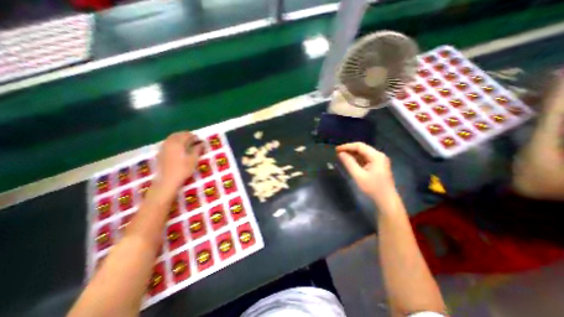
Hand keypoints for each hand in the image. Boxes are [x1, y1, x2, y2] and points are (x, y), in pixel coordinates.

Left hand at [156, 131, 202, 188]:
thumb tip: (202, 143)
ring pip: (172, 138)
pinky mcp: (160, 153)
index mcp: (178, 143)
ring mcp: (163, 148)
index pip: (186, 135)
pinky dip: (174, 143)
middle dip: (186, 136)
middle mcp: (169, 143)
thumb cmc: (183, 169)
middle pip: (178, 134)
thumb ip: (197, 149)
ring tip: (187, 144)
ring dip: (179, 139)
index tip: (200, 140)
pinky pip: (168, 143)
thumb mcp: (193, 159)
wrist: (167, 180)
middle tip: (194, 140)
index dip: (194, 136)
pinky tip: (179, 149)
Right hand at [333, 142, 395, 204]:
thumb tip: (340, 153)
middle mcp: (379, 156)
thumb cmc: (373, 188)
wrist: (386, 201)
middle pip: (362, 149)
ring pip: (363, 154)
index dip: (347, 146)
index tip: (336, 149)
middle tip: (337, 152)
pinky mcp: (377, 166)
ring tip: (341, 156)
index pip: (359, 146)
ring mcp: (379, 161)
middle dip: (349, 150)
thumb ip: (349, 163)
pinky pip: (365, 159)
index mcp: (376, 156)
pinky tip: (349, 161)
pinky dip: (357, 159)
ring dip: (352, 154)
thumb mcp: (358, 175)